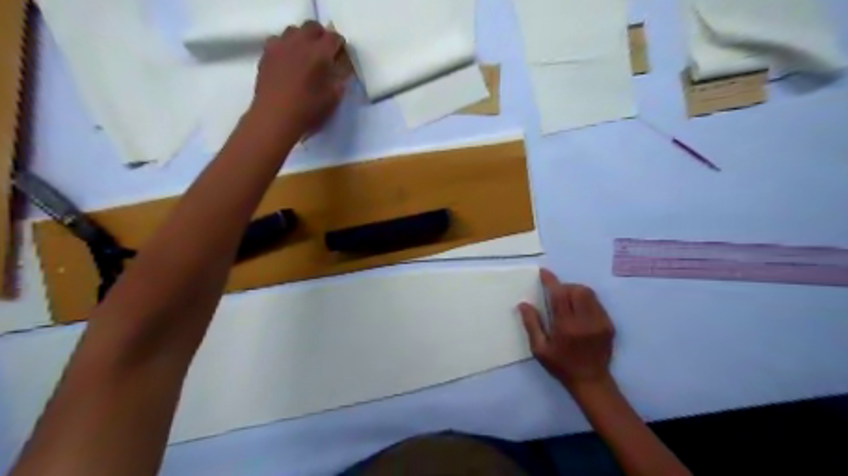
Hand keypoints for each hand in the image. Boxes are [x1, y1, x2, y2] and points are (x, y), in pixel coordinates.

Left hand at [250, 22, 347, 136]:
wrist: (275, 117)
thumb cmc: (308, 110)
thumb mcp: (334, 98)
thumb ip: (341, 78)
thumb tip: (342, 66)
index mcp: (319, 53)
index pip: (334, 37)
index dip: (339, 45)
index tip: (340, 57)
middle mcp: (299, 43)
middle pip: (313, 27)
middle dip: (321, 36)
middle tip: (324, 53)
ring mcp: (280, 45)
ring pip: (294, 30)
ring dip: (303, 39)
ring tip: (305, 55)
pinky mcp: (266, 53)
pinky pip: (278, 40)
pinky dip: (286, 46)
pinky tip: (288, 60)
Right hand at [518, 270, 617, 390]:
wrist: (591, 381)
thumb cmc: (561, 365)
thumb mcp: (539, 349)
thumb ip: (531, 324)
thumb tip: (523, 304)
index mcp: (566, 326)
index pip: (559, 295)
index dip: (551, 281)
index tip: (544, 273)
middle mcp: (585, 321)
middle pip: (577, 290)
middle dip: (565, 287)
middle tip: (556, 295)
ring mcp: (600, 322)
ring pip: (589, 294)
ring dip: (576, 292)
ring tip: (567, 302)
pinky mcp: (609, 325)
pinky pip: (597, 303)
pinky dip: (586, 301)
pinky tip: (579, 312)